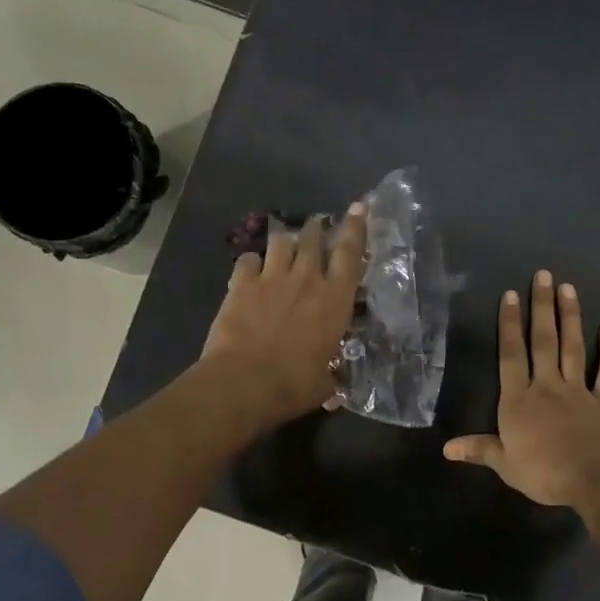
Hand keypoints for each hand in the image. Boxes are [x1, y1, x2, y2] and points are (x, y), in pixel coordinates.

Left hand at [200, 203, 367, 424]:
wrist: (244, 382)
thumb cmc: (295, 384)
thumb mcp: (327, 383)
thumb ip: (333, 377)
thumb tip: (336, 393)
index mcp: (335, 300)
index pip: (351, 254)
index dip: (356, 228)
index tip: (358, 207)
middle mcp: (307, 279)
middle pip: (313, 239)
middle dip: (317, 228)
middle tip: (318, 227)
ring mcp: (271, 278)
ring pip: (281, 241)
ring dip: (285, 240)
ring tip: (286, 244)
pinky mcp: (241, 285)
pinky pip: (247, 259)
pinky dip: (251, 261)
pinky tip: (251, 270)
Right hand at [444, 270, 599, 507]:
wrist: (593, 477)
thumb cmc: (543, 472)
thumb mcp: (505, 464)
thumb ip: (479, 450)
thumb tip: (447, 448)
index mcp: (519, 400)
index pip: (511, 355)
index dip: (509, 325)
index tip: (510, 295)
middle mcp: (547, 386)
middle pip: (543, 341)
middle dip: (541, 307)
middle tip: (544, 276)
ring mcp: (578, 391)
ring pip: (573, 348)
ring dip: (570, 317)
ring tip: (568, 288)